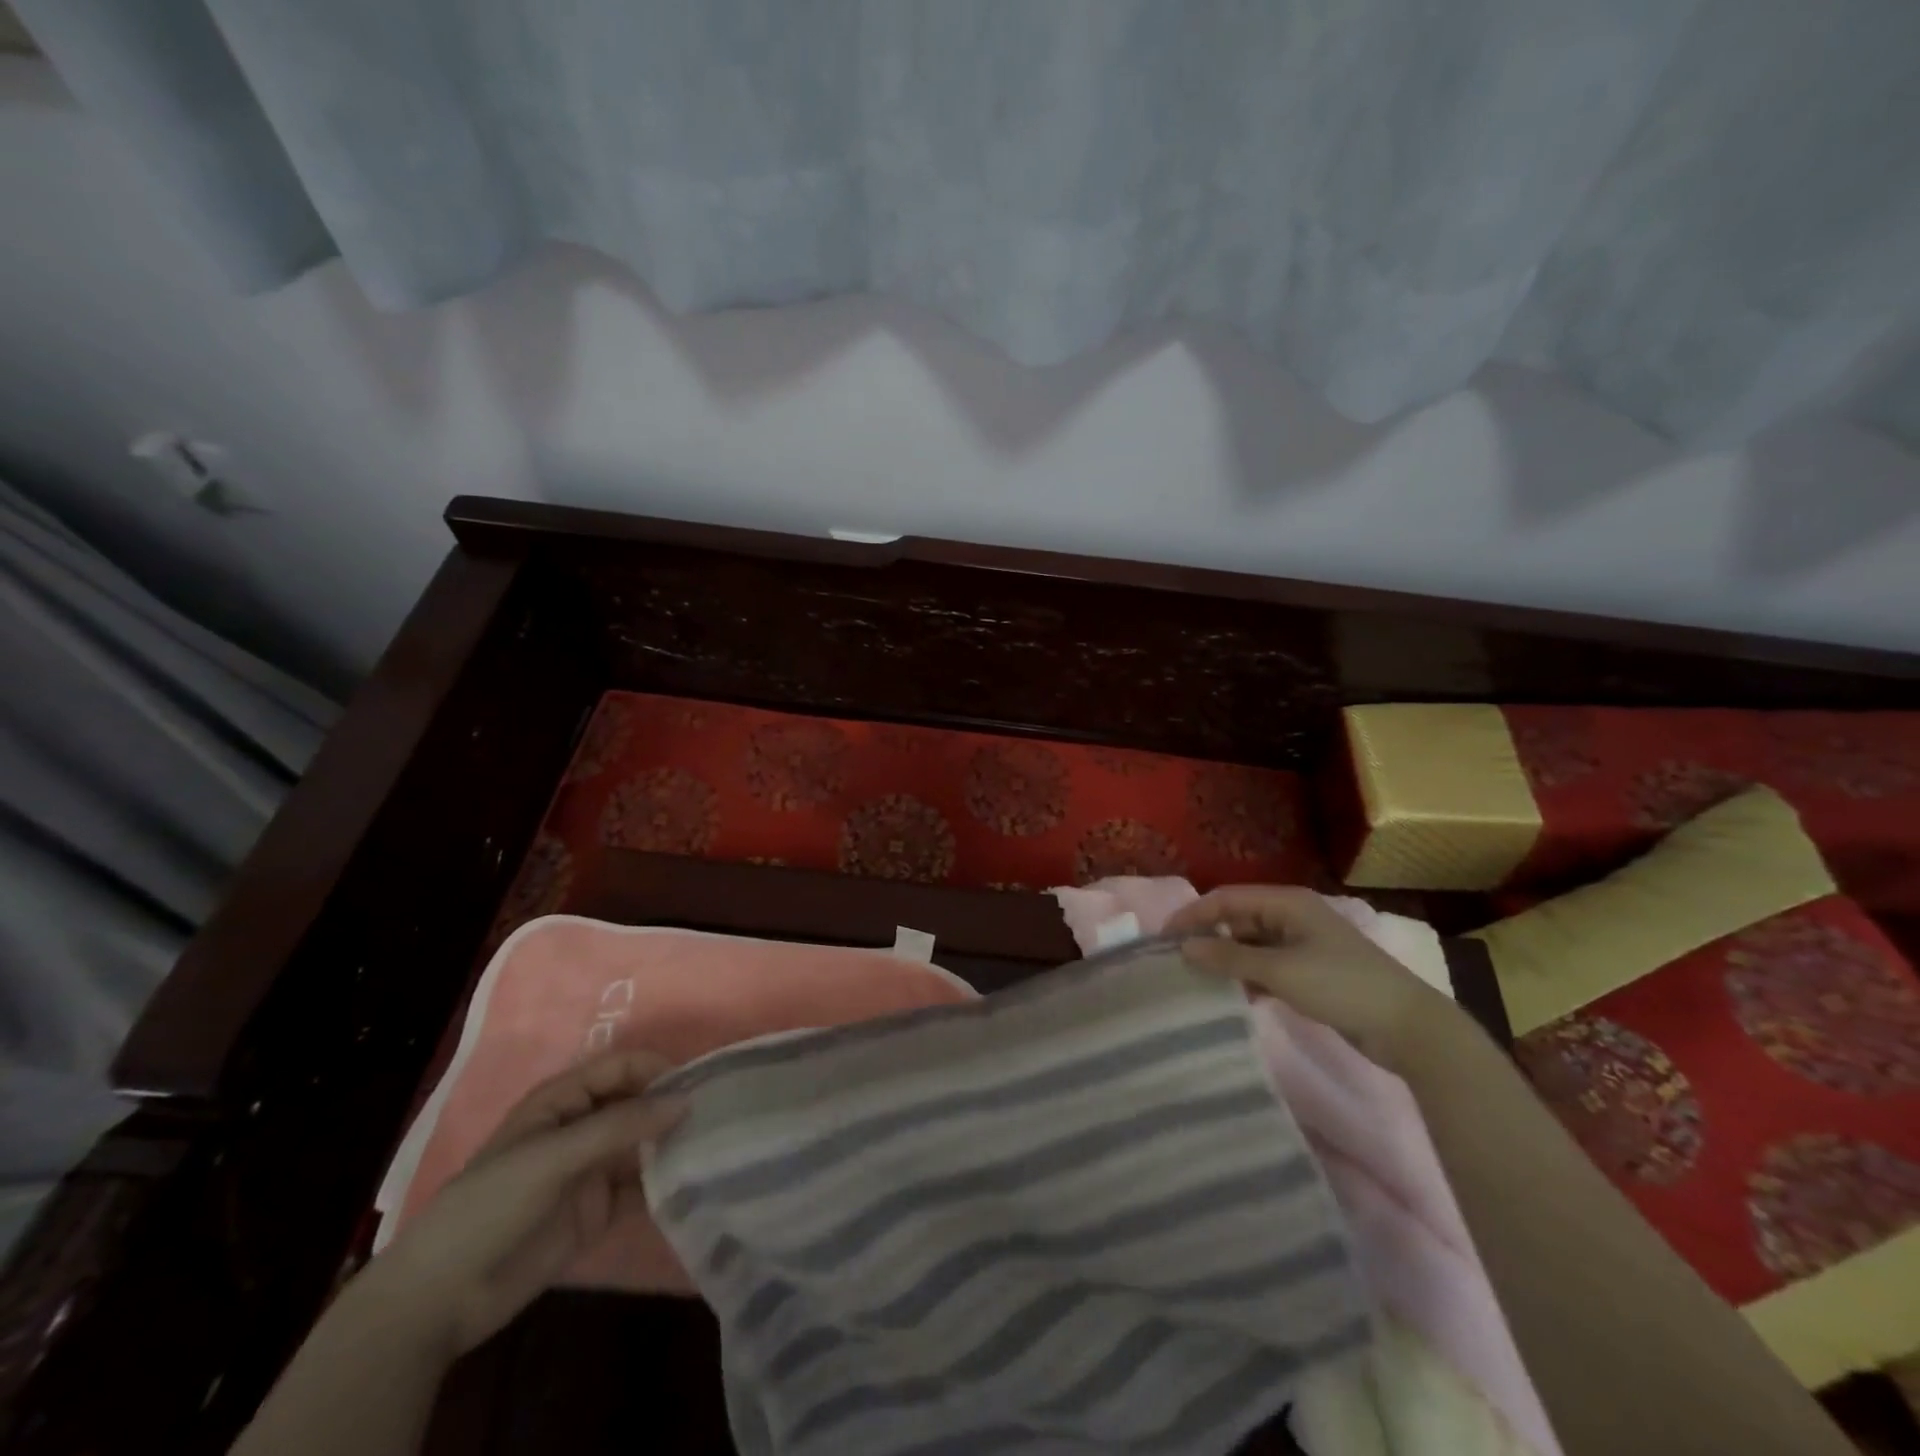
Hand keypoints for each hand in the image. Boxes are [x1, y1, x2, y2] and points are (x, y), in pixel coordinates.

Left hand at [366, 1049, 684, 1355]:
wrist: (441, 1298)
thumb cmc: (490, 1206)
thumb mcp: (553, 1156)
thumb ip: (620, 1126)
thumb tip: (685, 1100)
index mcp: (564, 1100)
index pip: (620, 1067)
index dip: (656, 1069)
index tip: (698, 1082)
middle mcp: (582, 1126)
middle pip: (637, 1102)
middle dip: (671, 1104)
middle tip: (717, 1114)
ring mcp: (591, 1169)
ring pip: (643, 1143)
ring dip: (673, 1143)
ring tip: (715, 1146)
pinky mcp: (599, 1210)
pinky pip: (641, 1186)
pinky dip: (666, 1182)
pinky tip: (694, 1183)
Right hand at [1166, 886, 1456, 1070]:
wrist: (1408, 1027)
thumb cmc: (1342, 986)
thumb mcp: (1280, 971)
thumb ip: (1229, 959)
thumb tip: (1183, 947)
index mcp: (1287, 903)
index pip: (1227, 899)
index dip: (1194, 914)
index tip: (1165, 938)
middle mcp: (1292, 916)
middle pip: (1238, 919)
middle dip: (1208, 937)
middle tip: (1177, 961)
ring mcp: (1303, 944)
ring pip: (1251, 944)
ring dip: (1227, 960)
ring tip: (1197, 980)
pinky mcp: (1310, 971)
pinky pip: (1267, 966)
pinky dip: (1248, 976)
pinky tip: (1232, 996)